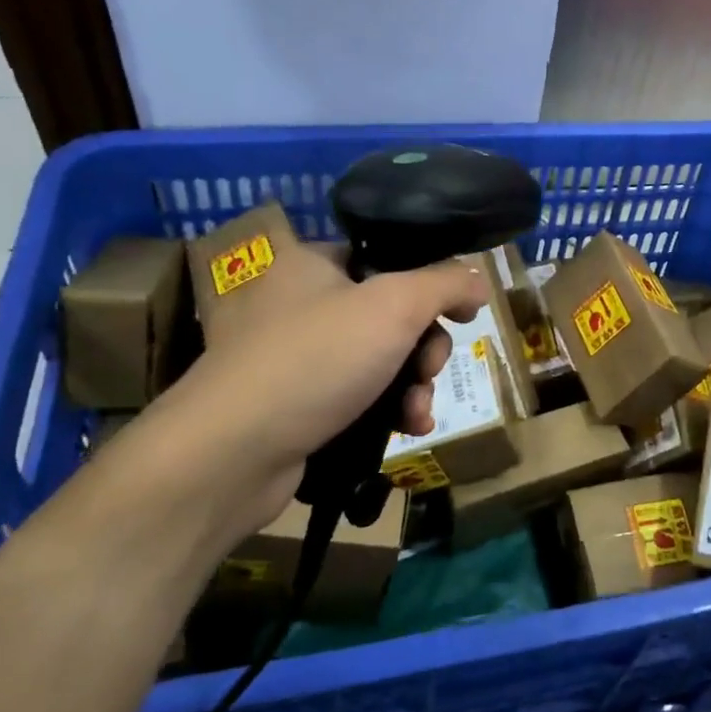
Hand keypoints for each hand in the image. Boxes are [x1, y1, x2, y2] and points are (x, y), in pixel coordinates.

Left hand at [96, 255, 486, 551]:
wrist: (231, 453)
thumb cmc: (316, 359)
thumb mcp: (394, 306)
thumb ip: (445, 283)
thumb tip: (479, 278)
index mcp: (314, 263)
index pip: (387, 258)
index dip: (431, 283)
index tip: (461, 313)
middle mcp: (302, 303)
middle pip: (391, 314)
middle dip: (425, 347)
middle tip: (429, 368)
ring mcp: (297, 357)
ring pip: (380, 360)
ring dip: (413, 384)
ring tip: (418, 410)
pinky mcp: (298, 405)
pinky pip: (359, 396)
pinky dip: (388, 410)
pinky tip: (408, 428)